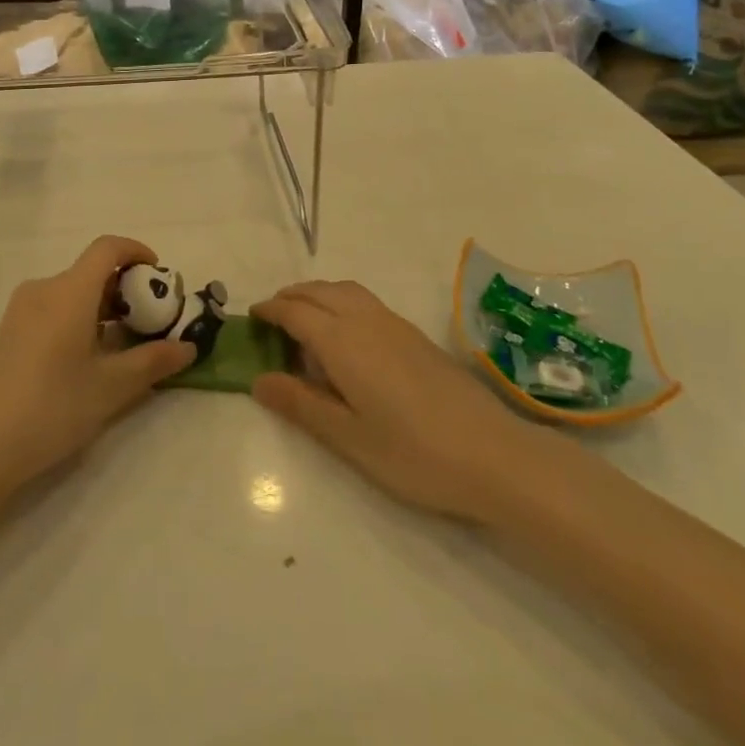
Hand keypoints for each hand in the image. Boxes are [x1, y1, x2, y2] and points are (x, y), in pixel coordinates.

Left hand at [0, 236, 194, 500]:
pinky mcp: (9, 334)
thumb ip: (152, 362)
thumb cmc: (51, 408)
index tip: (158, 275)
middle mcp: (43, 290)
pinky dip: (80, 320)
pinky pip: (54, 310)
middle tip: (150, 321)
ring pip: (73, 293)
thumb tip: (188, 347)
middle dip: (126, 288)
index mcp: (69, 291)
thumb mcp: (111, 388)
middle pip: (91, 272)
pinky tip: (89, 360)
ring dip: (103, 308)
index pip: (107, 248)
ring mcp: (21, 312)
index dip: (136, 252)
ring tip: (125, 345)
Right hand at [251, 281, 564, 522]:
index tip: (251, 318)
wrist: (493, 454)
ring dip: (317, 295)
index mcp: (343, 341)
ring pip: (345, 290)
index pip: (296, 312)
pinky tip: (346, 335)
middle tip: (271, 317)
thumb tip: (258, 380)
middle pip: (319, 292)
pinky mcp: (414, 335)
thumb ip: (301, 404)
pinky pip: (365, 301)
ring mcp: (394, 324)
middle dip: (291, 297)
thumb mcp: (348, 438)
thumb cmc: (413, 453)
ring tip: (304, 320)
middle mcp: (366, 320)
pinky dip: (341, 302)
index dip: (271, 310)